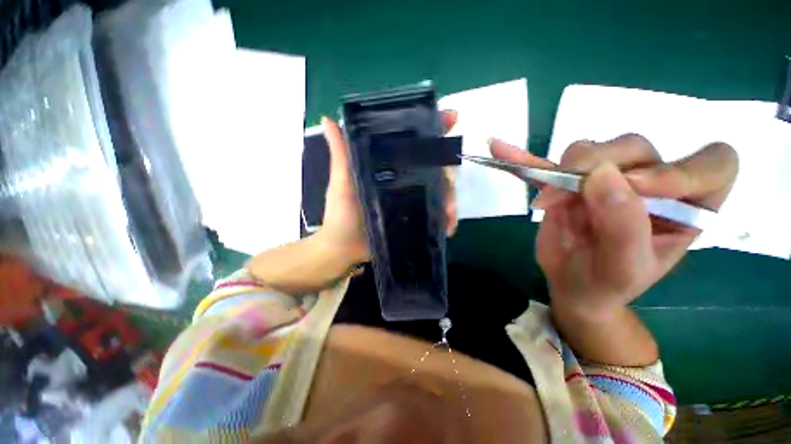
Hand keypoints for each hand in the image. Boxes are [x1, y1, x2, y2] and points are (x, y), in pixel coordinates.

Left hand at [318, 111, 459, 266]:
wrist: (344, 248)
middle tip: (450, 184)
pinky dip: (446, 220)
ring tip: (450, 214)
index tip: (451, 118)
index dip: (434, 130)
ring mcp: (412, 201)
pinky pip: (436, 216)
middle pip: (435, 170)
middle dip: (448, 175)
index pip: (415, 145)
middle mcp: (405, 181)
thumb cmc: (341, 214)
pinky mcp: (415, 220)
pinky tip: (449, 227)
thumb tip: (328, 119)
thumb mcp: (342, 182)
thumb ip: (341, 155)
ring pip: (439, 193)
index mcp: (390, 168)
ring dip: (450, 201)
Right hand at [490, 134, 738, 318]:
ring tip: (546, 202)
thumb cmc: (607, 283)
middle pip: (635, 148)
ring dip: (564, 170)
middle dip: (600, 167)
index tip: (639, 188)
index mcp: (687, 206)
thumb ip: (623, 225)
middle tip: (570, 194)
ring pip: (591, 150)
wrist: (573, 283)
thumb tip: (600, 174)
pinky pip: (547, 165)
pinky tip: (498, 147)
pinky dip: (524, 158)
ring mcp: (605, 179)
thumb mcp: (624, 268)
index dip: (682, 168)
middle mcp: (650, 182)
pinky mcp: (568, 184)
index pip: (712, 164)